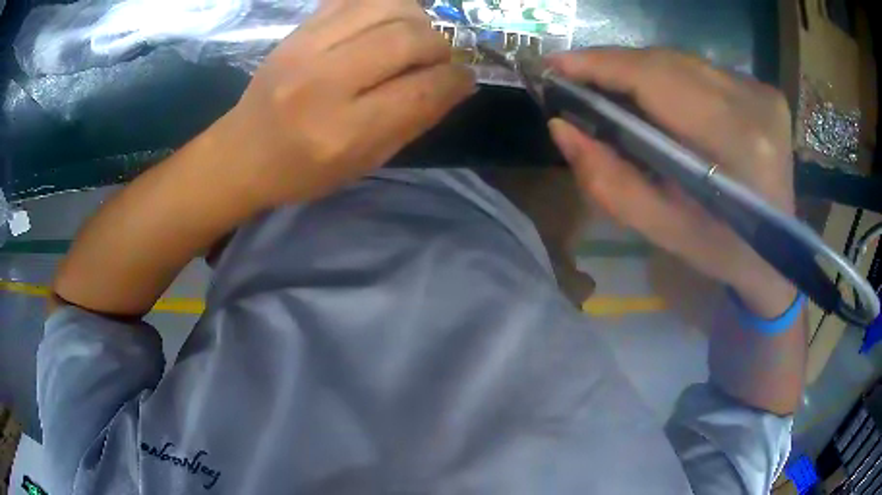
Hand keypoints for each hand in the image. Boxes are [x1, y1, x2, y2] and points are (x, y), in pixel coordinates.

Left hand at [214, 0, 473, 206]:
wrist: (241, 152)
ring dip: (417, 19)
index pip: (422, 90)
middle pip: (408, 39)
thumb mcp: (363, 163)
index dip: (456, 80)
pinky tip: (388, 20)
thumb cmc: (302, 170)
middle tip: (438, 59)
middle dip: (440, 46)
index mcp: (343, 131)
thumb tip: (458, 84)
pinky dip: (385, 4)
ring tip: (415, 37)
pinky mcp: (298, 30)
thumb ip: (413, 122)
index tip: (464, 79)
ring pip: (387, 7)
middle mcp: (324, 82)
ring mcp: (306, 48)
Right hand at [547, 48, 796, 317]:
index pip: (657, 79)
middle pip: (667, 62)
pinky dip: (671, 77)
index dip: (602, 65)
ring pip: (682, 60)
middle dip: (615, 66)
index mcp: (735, 144)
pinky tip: (658, 97)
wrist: (778, 254)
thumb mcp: (662, 229)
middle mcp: (753, 103)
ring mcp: (762, 91)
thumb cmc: (722, 250)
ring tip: (610, 87)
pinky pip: (702, 69)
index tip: (556, 64)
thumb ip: (609, 182)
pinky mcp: (764, 89)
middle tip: (576, 79)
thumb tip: (562, 128)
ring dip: (641, 70)